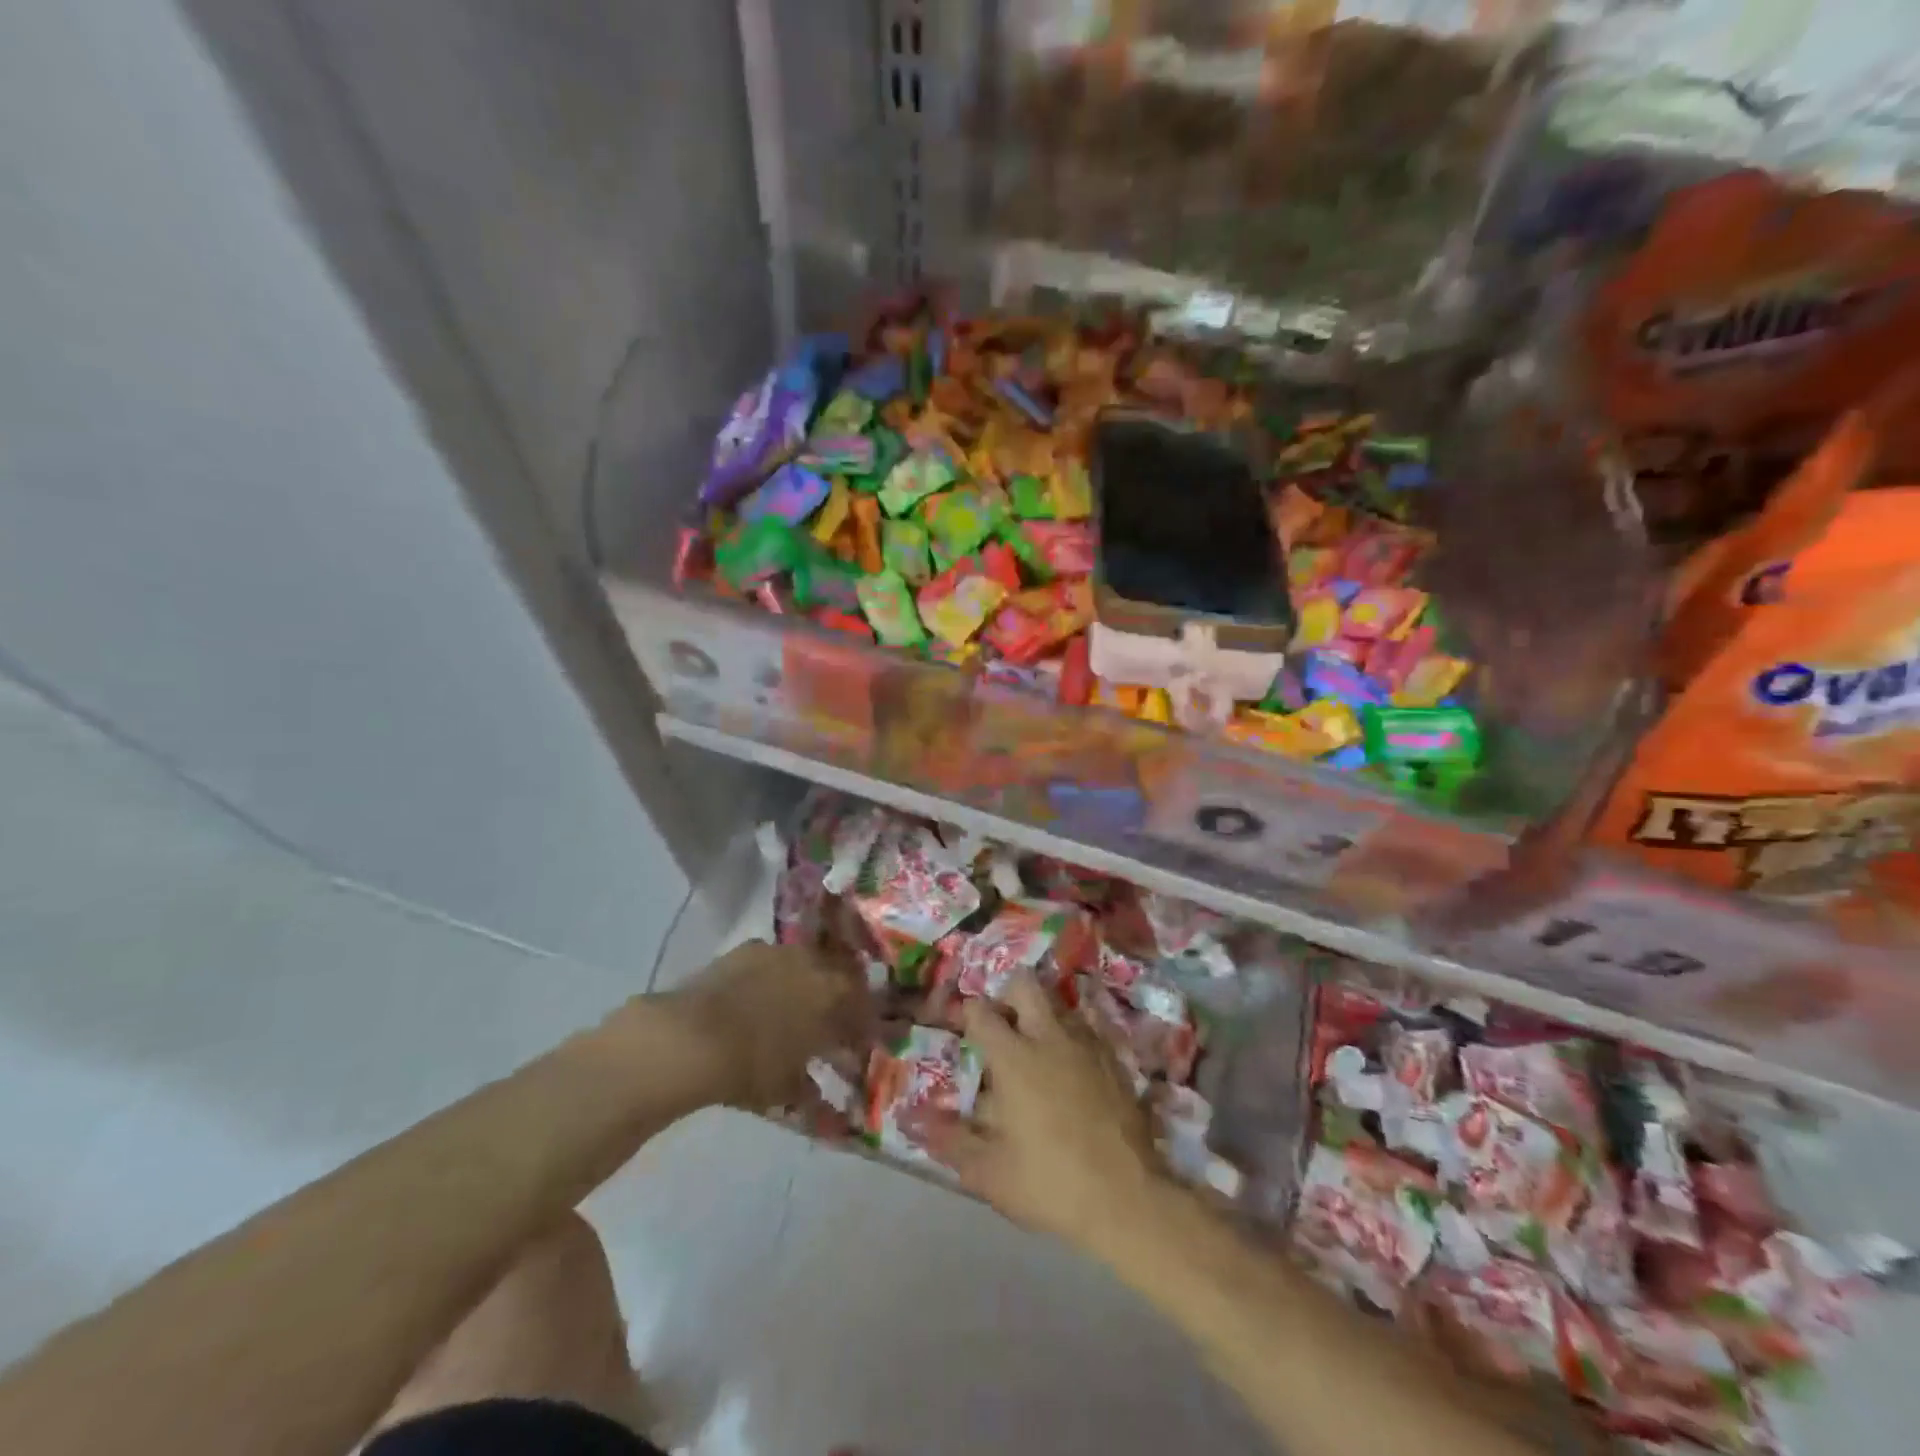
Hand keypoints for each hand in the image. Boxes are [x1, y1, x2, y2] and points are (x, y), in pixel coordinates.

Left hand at [660, 939, 870, 1110]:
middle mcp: (816, 964)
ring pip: (807, 962)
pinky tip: (760, 994)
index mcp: (835, 995)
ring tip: (795, 1006)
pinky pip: (773, 960)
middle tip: (832, 1020)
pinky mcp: (749, 948)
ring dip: (807, 981)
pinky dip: (773, 975)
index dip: (863, 1025)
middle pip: (841, 976)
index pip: (864, 1007)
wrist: (693, 1038)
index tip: (858, 1042)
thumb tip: (829, 1109)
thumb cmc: (752, 1066)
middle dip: (841, 997)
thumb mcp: (788, 1089)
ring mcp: (781, 951)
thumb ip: (814, 1093)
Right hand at [918, 974, 1165, 1251]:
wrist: (1127, 1198)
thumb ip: (950, 1140)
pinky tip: (1071, 1065)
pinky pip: (1089, 1028)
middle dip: (1008, 995)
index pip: (982, 1012)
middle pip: (1025, 985)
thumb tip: (913, 1119)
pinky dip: (1073, 1035)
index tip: (965, 1028)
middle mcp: (1049, 1037)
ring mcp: (1086, 1044)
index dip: (969, 1014)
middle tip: (1002, 1025)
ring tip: (1036, 1046)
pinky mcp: (1115, 1059)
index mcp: (1013, 1058)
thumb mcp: (989, 1172)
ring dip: (1043, 1015)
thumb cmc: (1049, 1183)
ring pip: (1059, 1004)